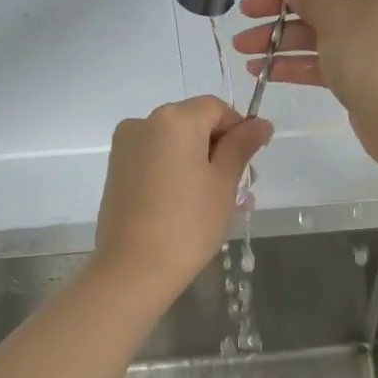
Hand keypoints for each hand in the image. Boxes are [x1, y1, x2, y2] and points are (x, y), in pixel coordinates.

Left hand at [92, 97, 273, 295]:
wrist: (134, 268)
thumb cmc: (189, 222)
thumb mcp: (224, 182)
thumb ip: (242, 146)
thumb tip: (261, 123)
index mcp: (174, 119)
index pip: (216, 108)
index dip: (239, 129)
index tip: (252, 162)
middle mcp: (144, 123)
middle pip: (193, 124)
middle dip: (220, 149)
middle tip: (241, 188)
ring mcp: (125, 147)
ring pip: (174, 145)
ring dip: (199, 164)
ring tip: (219, 202)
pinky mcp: (116, 172)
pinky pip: (155, 161)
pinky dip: (176, 173)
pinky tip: (190, 205)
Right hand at [232, 0, 377, 167]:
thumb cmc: (375, 56)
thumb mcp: (336, 18)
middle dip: (282, 2)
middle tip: (246, 13)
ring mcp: (370, 39)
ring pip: (319, 28)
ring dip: (280, 35)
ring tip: (242, 48)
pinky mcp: (361, 72)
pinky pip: (323, 58)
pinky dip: (295, 62)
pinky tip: (262, 70)